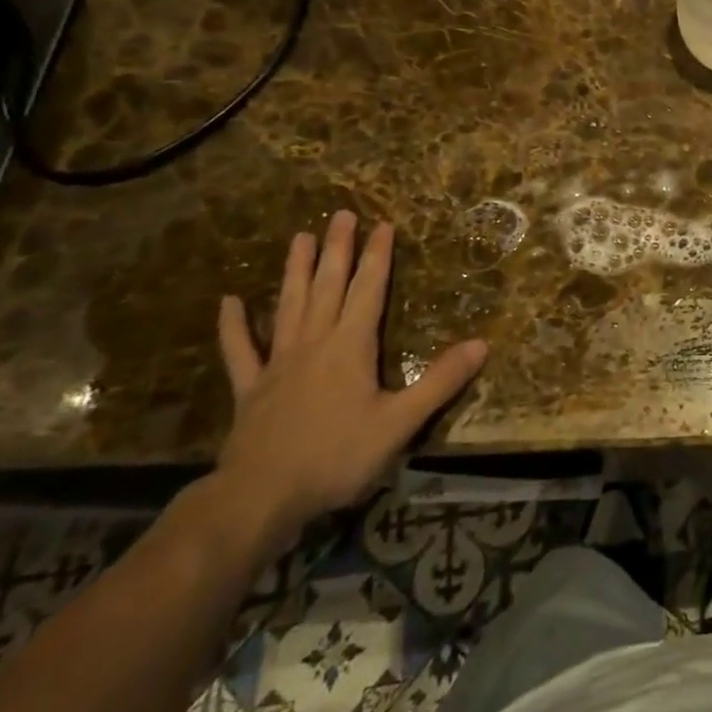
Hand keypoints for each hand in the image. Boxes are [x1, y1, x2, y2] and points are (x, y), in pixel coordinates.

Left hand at [214, 211, 487, 546]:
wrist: (259, 497)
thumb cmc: (336, 456)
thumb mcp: (399, 422)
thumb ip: (440, 381)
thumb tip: (482, 344)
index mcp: (350, 345)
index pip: (368, 289)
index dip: (377, 256)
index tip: (382, 224)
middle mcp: (314, 342)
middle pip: (327, 285)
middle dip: (337, 249)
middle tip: (339, 214)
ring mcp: (278, 363)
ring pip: (288, 305)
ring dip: (294, 270)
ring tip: (298, 237)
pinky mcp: (251, 388)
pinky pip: (241, 350)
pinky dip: (234, 325)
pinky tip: (229, 302)